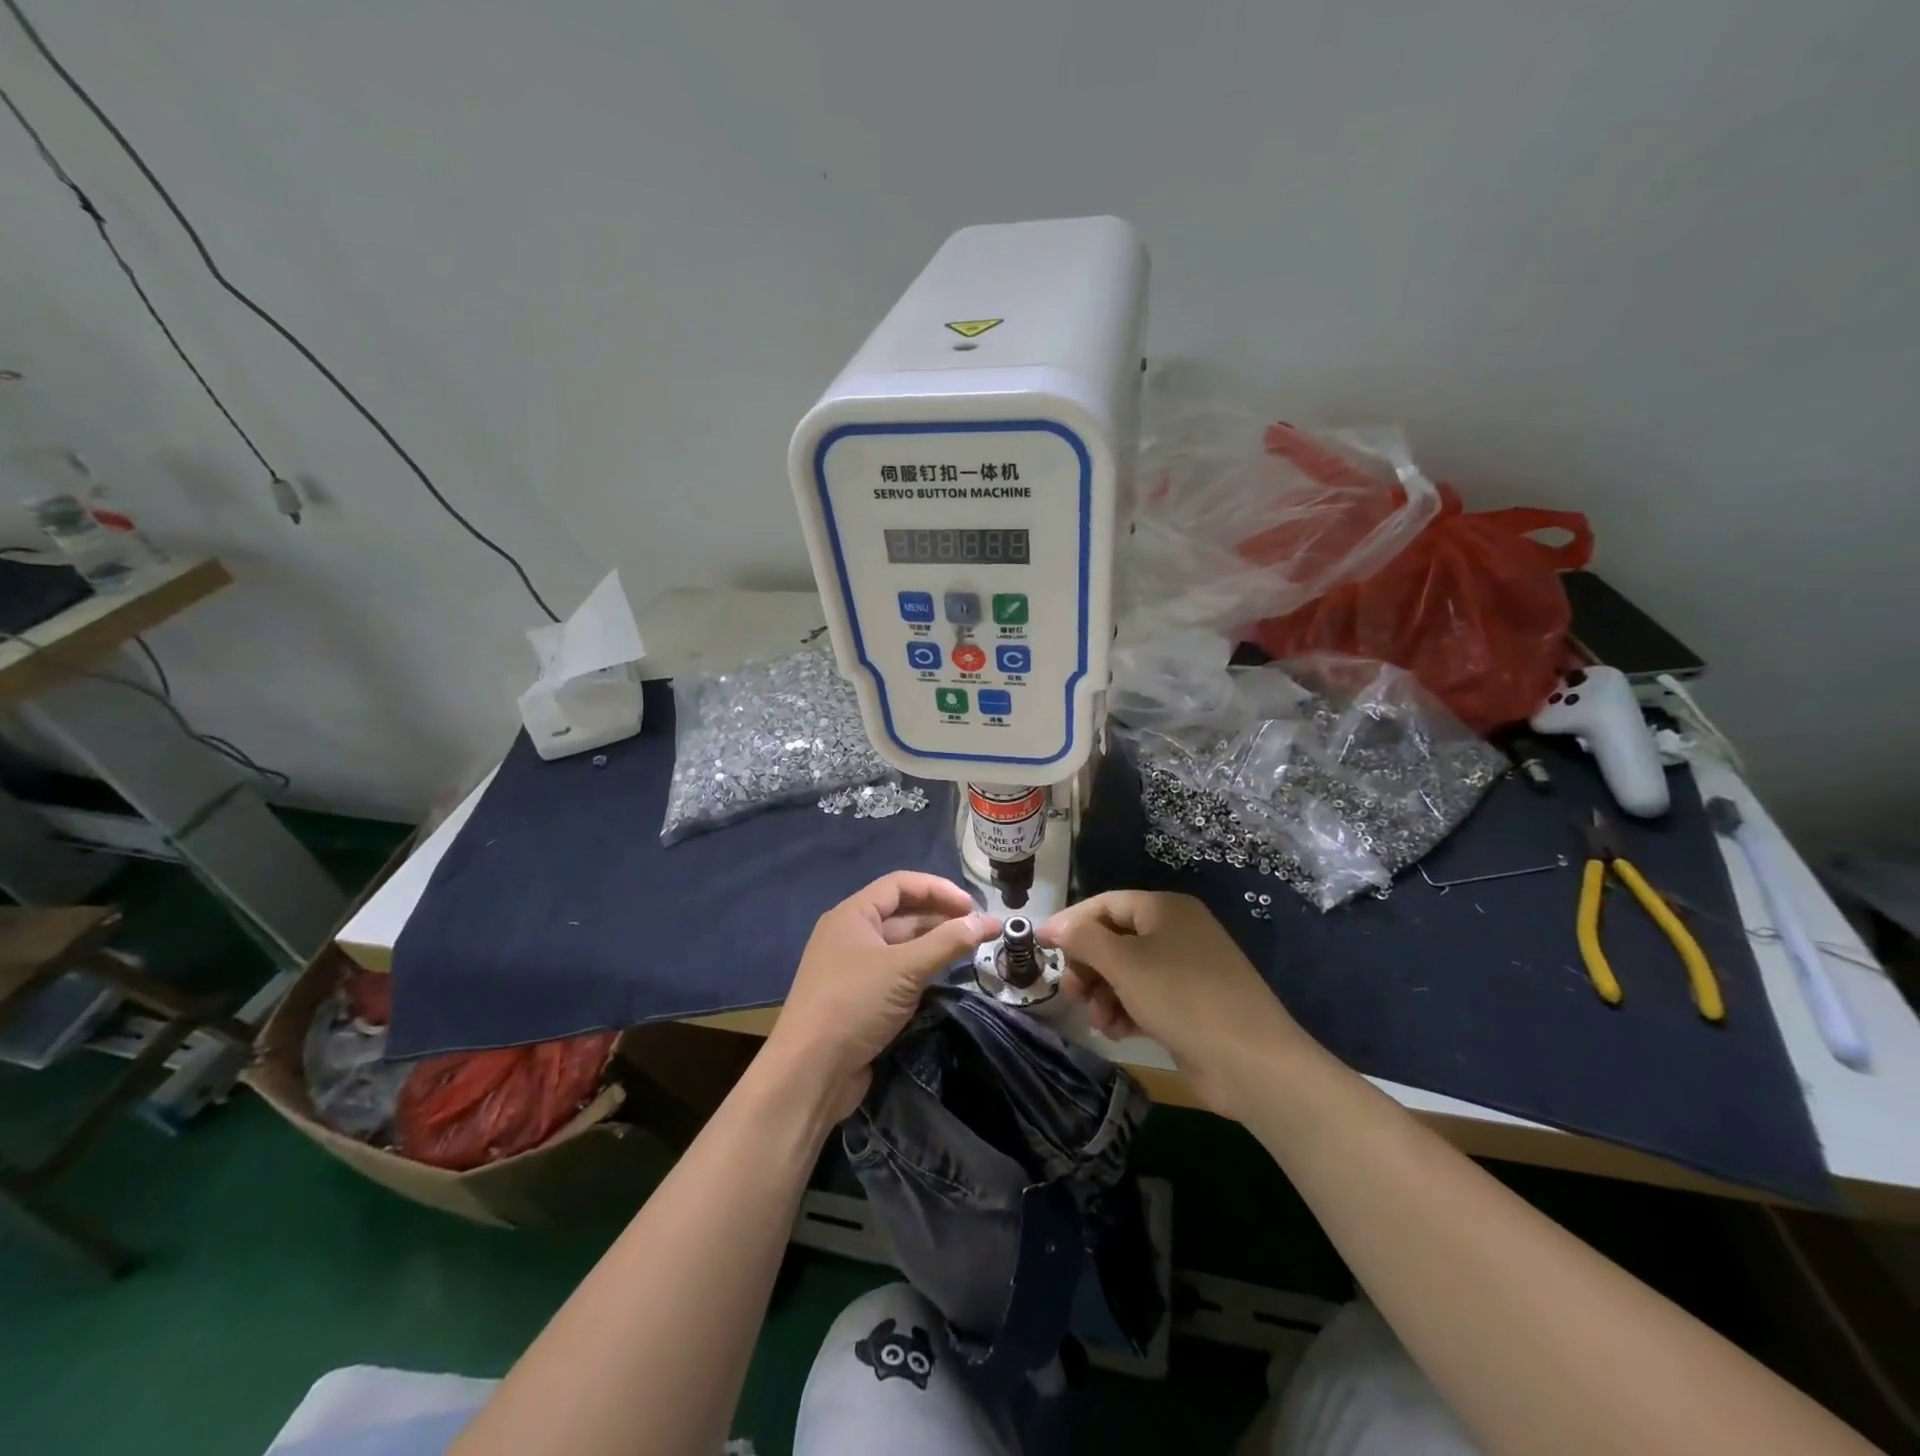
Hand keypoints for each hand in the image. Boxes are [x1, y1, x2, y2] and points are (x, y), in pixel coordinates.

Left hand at [767, 872, 998, 1120]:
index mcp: (852, 915)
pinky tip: (945, 978)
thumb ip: (947, 942)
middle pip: (902, 914)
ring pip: (901, 946)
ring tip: (970, 952)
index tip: (972, 907)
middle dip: (941, 918)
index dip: (938, 889)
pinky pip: (896, 973)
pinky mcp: (859, 999)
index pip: (900, 884)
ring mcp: (853, 968)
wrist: (809, 1073)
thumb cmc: (854, 1004)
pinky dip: (921, 971)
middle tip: (979, 931)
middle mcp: (850, 935)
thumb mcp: (904, 969)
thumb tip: (986, 922)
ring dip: (934, 945)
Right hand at [1040, 891, 1303, 1116]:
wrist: (1251, 1062)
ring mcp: (1186, 969)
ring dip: (1104, 993)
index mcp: (1165, 909)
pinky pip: (1145, 996)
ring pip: (1127, 972)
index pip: (1105, 904)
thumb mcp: (1124, 963)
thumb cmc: (1182, 998)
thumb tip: (1053, 926)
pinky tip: (1118, 1031)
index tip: (1041, 947)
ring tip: (1099, 1020)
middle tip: (1073, 992)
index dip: (1070, 923)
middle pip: (1114, 938)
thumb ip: (1083, 939)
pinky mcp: (1190, 1004)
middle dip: (1088, 966)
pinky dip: (1126, 1009)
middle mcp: (1176, 931)